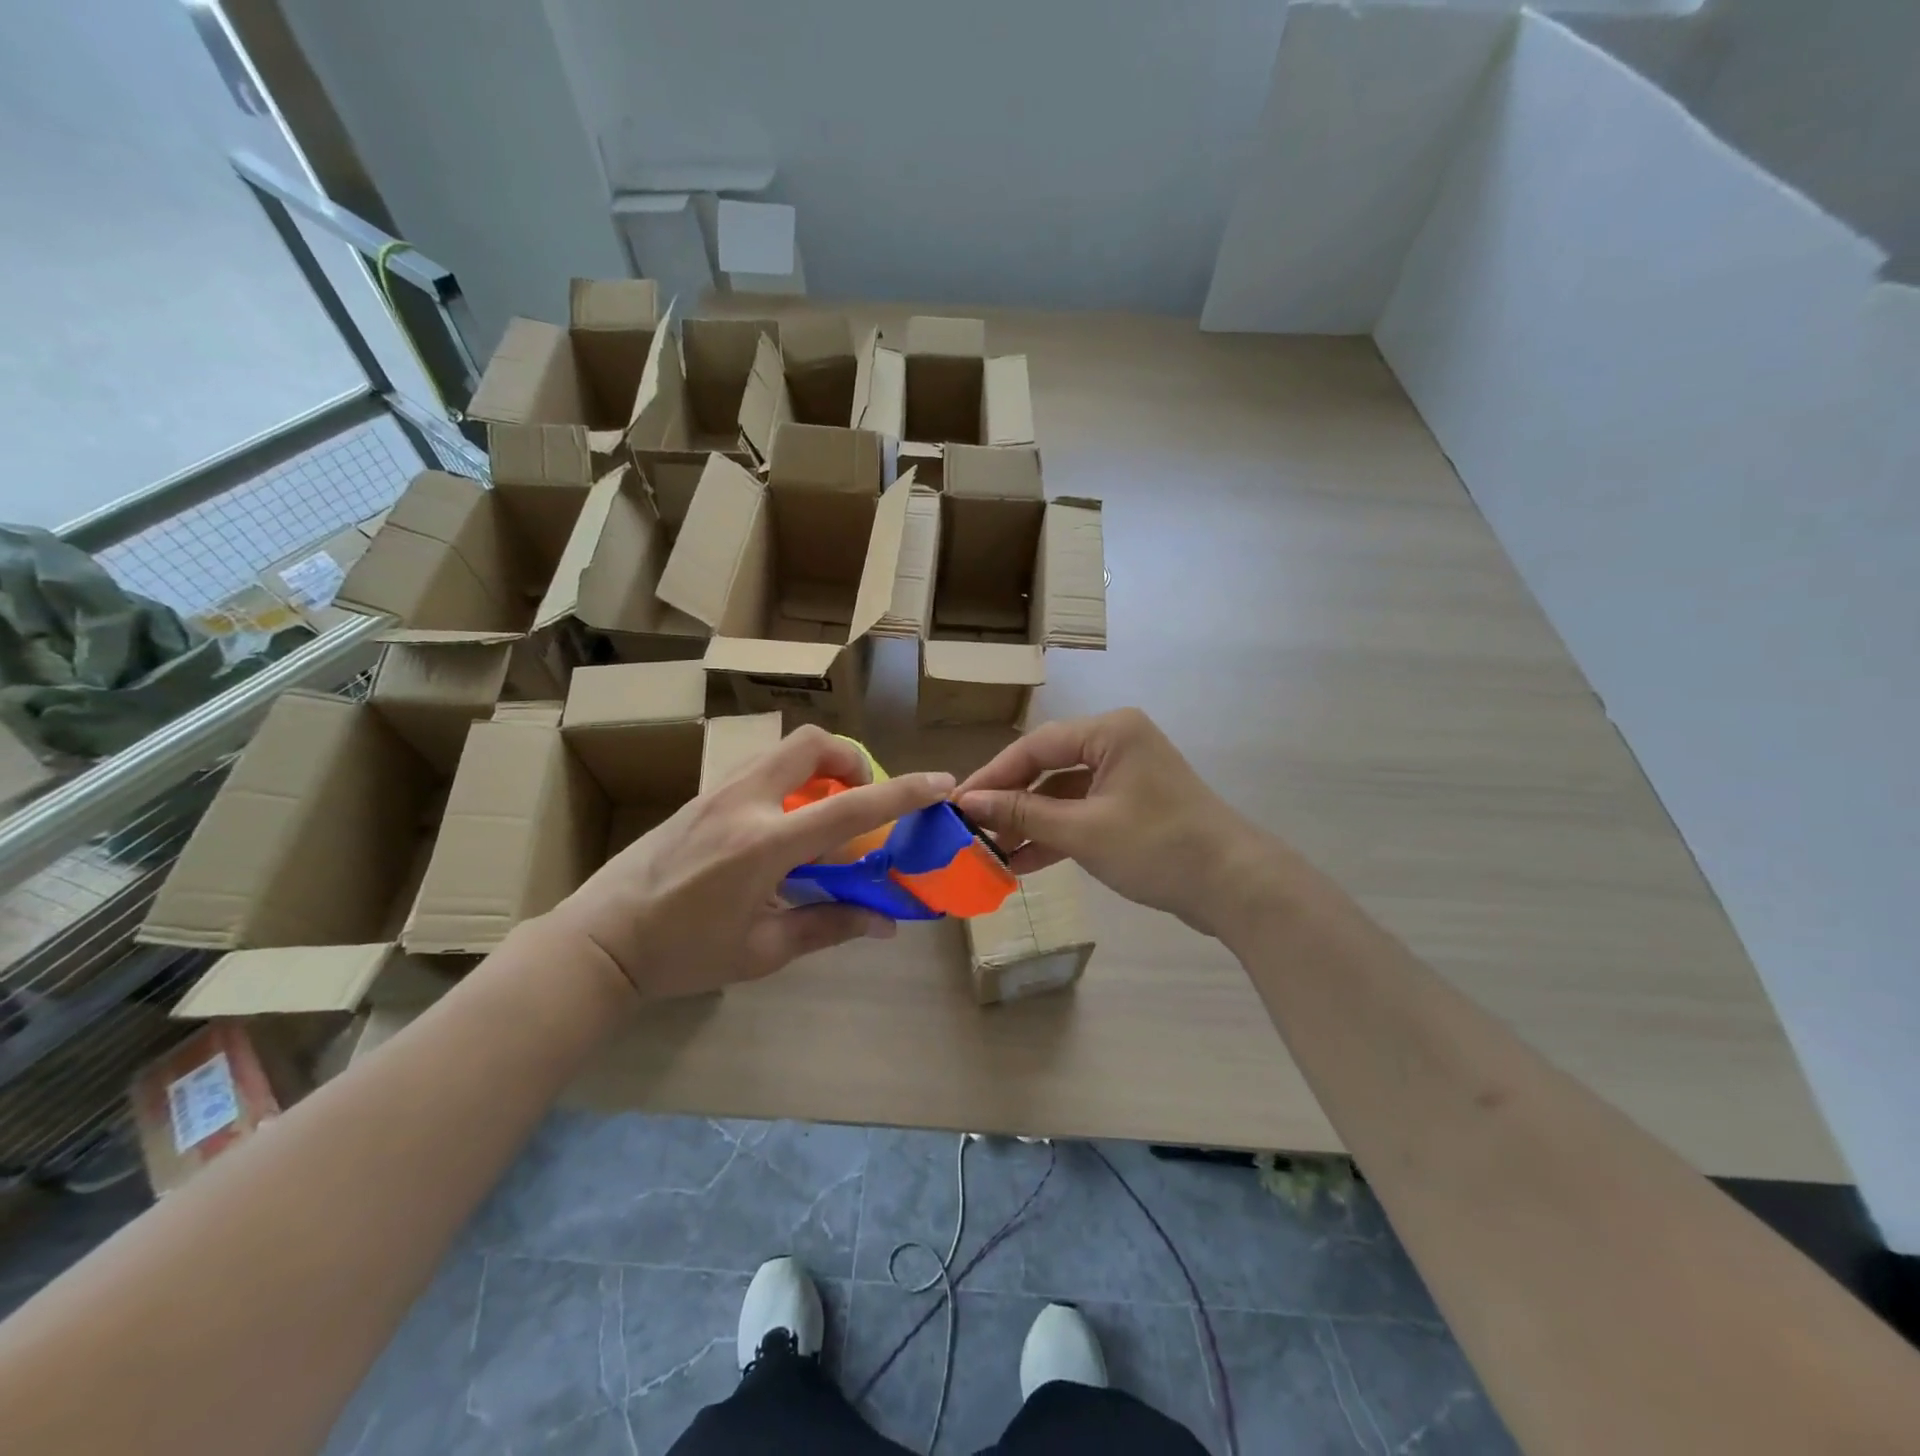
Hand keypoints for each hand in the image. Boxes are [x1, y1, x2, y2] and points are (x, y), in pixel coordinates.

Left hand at [545, 727, 954, 998]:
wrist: (600, 940)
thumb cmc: (682, 954)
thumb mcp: (762, 951)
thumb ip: (828, 926)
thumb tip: (885, 922)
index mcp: (764, 844)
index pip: (849, 807)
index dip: (902, 792)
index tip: (939, 782)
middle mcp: (744, 802)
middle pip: (812, 744)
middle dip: (851, 759)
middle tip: (861, 797)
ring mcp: (718, 792)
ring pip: (784, 751)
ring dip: (820, 768)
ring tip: (826, 813)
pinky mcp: (702, 795)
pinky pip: (761, 768)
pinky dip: (791, 781)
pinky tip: (786, 826)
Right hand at [956, 709, 1271, 936]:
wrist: (1234, 887)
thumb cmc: (1157, 846)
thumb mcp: (1083, 831)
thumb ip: (1023, 814)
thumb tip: (970, 803)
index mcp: (1110, 731)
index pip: (1036, 746)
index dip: (993, 775)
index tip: (957, 803)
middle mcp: (1117, 743)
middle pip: (1048, 767)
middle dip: (1010, 802)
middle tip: (971, 829)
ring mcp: (1127, 776)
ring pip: (1064, 793)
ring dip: (1030, 823)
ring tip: (991, 852)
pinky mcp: (1133, 806)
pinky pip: (1083, 812)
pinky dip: (1056, 835)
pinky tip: (1023, 862)